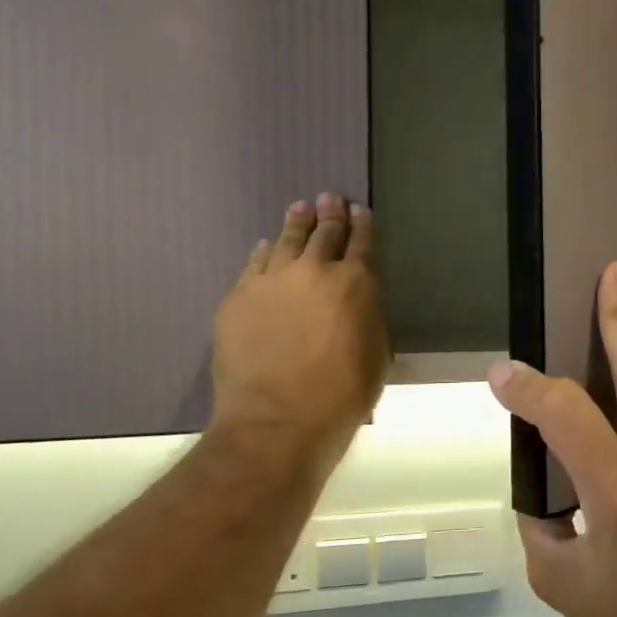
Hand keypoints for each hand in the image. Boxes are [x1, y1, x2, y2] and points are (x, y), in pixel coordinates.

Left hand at [211, 194, 389, 456]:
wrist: (279, 419)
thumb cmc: (343, 395)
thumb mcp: (377, 355)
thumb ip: (368, 318)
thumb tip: (358, 303)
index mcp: (357, 284)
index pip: (362, 242)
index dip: (362, 224)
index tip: (359, 210)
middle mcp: (315, 271)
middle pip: (324, 233)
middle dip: (329, 214)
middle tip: (328, 198)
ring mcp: (272, 280)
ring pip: (286, 241)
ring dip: (296, 224)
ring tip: (299, 209)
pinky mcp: (238, 297)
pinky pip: (254, 264)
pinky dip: (264, 252)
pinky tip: (265, 247)